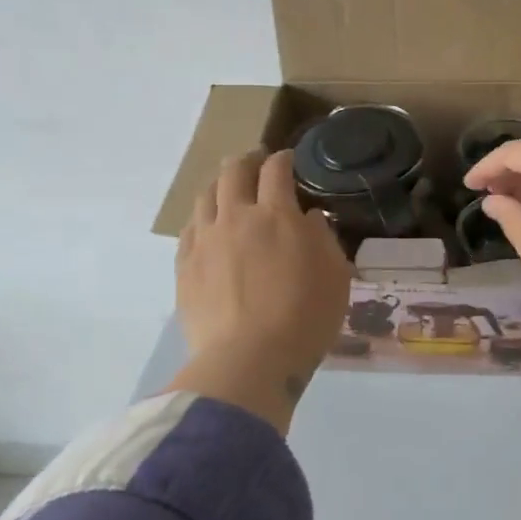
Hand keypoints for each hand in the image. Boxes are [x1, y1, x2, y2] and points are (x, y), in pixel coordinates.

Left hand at [169, 150, 352, 433]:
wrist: (248, 361)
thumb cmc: (305, 317)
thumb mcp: (336, 275)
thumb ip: (322, 237)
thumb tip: (307, 217)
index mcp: (277, 216)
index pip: (276, 170)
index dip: (283, 159)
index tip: (289, 160)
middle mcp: (236, 218)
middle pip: (234, 172)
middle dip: (247, 161)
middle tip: (257, 165)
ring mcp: (205, 241)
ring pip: (206, 195)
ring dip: (221, 185)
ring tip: (230, 191)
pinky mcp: (184, 267)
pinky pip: (189, 228)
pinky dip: (203, 218)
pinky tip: (210, 227)